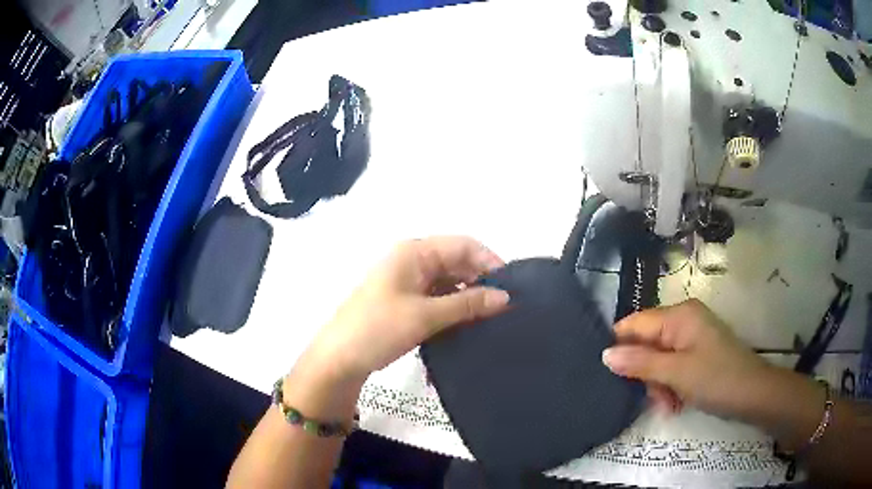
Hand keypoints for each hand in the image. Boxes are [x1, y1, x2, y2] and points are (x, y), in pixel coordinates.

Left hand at [308, 236, 510, 381]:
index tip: (510, 287)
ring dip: (468, 297)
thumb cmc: (379, 328)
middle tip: (504, 308)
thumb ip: (468, 304)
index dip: (489, 261)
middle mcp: (412, 261)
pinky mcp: (406, 301)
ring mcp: (408, 282)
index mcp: (414, 252)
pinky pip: (438, 297)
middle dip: (481, 281)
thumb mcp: (426, 316)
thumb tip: (506, 298)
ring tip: (491, 318)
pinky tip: (468, 324)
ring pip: (449, 282)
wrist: (339, 358)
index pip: (463, 245)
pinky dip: (454, 307)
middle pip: (457, 262)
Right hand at [602, 299, 773, 419]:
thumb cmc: (716, 379)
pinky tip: (676, 403)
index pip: (635, 324)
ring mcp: (692, 336)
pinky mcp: (698, 352)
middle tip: (654, 398)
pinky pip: (672, 366)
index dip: (620, 347)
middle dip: (645, 373)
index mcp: (679, 316)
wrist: (754, 394)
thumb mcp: (676, 373)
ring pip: (658, 359)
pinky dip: (670, 384)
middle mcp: (684, 320)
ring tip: (668, 405)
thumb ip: (640, 363)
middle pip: (647, 344)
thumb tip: (605, 355)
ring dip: (657, 384)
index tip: (609, 375)